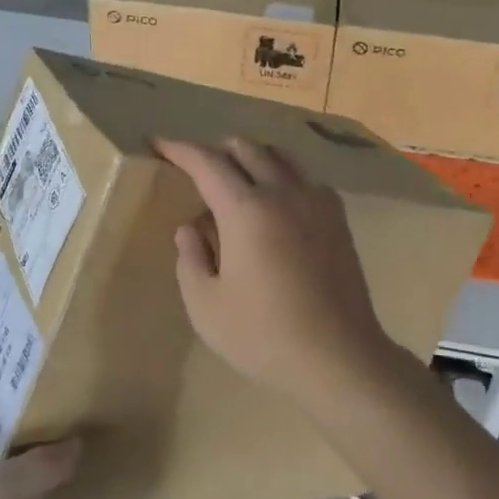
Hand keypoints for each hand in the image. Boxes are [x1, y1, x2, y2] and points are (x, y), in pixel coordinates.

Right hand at [155, 138, 395, 412]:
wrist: (338, 355)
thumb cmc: (264, 336)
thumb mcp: (207, 307)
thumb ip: (190, 260)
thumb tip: (190, 228)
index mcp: (246, 209)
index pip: (207, 163)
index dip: (180, 149)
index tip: (159, 143)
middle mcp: (282, 191)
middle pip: (245, 148)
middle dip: (216, 151)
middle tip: (197, 170)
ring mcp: (315, 200)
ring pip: (279, 155)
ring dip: (251, 157)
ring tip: (236, 180)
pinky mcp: (337, 215)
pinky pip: (305, 177)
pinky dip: (283, 175)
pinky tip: (277, 203)